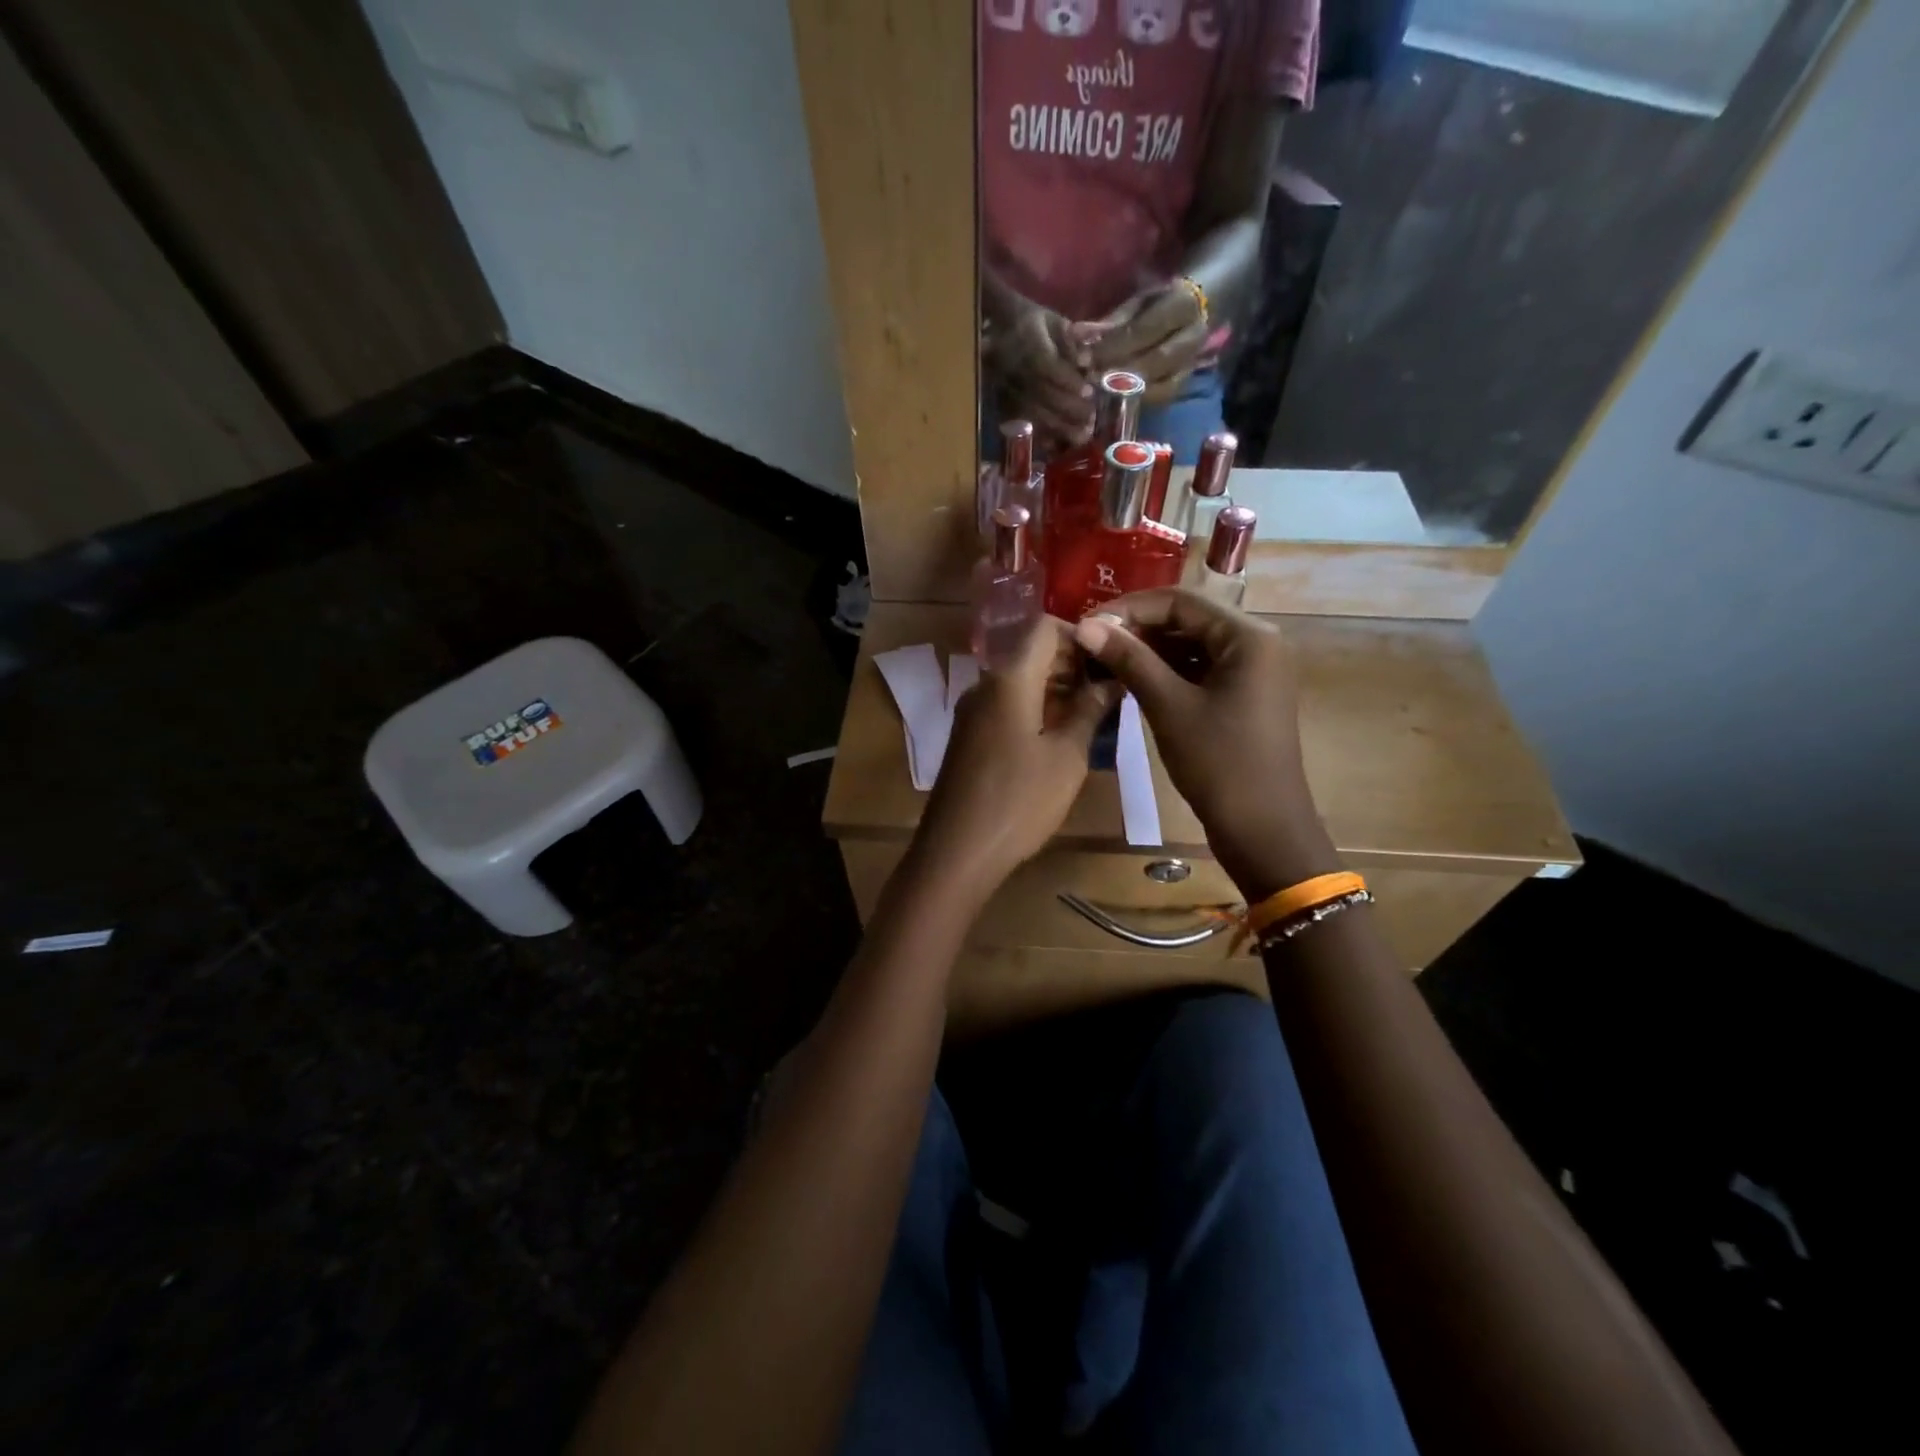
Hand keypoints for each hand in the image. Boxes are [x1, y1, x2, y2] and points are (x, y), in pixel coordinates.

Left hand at [916, 618, 1119, 897]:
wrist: (957, 851)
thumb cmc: (1019, 800)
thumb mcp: (1067, 756)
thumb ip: (1089, 710)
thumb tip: (1111, 678)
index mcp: (1009, 679)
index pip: (1043, 628)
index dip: (1079, 634)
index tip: (1110, 658)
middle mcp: (984, 685)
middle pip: (1030, 653)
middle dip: (1071, 663)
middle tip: (1110, 687)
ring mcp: (972, 712)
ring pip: (1018, 681)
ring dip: (1055, 687)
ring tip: (1094, 712)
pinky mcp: (969, 737)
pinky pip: (1005, 706)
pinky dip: (1035, 708)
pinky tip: (1061, 735)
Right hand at [984, 301, 1095, 449]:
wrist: (998, 328)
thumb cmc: (1034, 323)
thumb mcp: (1054, 321)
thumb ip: (1071, 340)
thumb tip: (1086, 361)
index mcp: (1027, 342)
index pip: (1047, 365)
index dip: (1068, 381)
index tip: (1089, 392)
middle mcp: (1015, 368)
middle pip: (1042, 394)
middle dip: (1069, 409)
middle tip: (1091, 419)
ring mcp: (1007, 388)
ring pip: (1033, 411)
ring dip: (1058, 427)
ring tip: (1080, 436)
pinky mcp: (1003, 403)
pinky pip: (1022, 423)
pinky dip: (1039, 435)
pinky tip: (1056, 445)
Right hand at [1072, 589, 1338, 899]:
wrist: (1262, 829)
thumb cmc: (1219, 764)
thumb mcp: (1169, 707)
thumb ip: (1129, 660)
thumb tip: (1084, 626)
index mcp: (1248, 636)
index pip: (1180, 601)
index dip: (1129, 608)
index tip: (1088, 624)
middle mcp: (1255, 642)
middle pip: (1187, 619)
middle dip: (1137, 628)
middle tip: (1092, 643)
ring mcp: (1251, 670)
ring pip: (1190, 644)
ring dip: (1148, 650)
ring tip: (1104, 660)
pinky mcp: (1242, 694)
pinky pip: (1198, 668)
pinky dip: (1165, 671)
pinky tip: (1131, 680)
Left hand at [1081, 280, 1207, 405]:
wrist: (1196, 310)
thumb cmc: (1159, 302)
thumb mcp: (1137, 301)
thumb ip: (1112, 321)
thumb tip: (1079, 336)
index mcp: (1183, 305)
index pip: (1144, 330)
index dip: (1113, 347)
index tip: (1086, 357)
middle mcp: (1194, 336)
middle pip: (1155, 361)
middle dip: (1119, 372)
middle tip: (1090, 378)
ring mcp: (1193, 362)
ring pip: (1161, 385)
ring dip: (1128, 391)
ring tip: (1099, 391)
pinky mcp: (1186, 381)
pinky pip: (1163, 397)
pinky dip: (1138, 400)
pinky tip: (1116, 399)